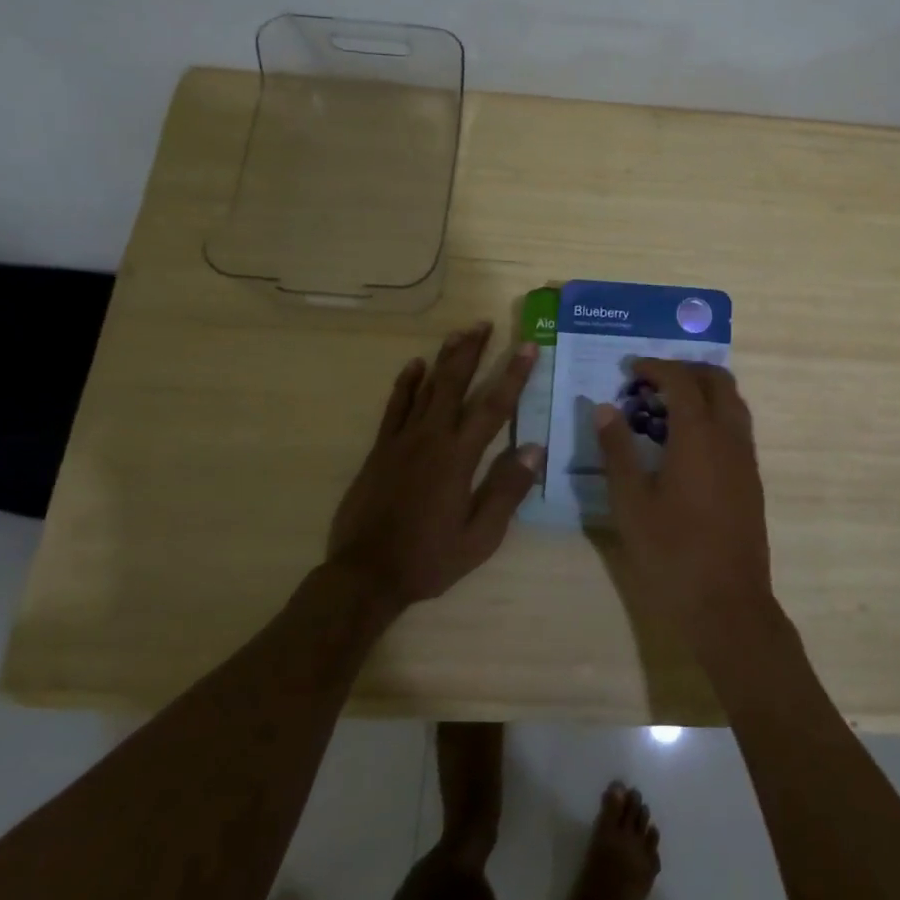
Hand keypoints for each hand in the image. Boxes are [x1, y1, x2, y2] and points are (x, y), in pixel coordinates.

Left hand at [326, 323, 543, 609]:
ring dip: (444, 359)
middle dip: (473, 351)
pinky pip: (395, 407)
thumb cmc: (429, 558)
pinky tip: (415, 366)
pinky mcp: (380, 449)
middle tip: (485, 324)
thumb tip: (534, 448)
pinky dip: (405, 384)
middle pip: (455, 384)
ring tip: (459, 333)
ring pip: (426, 388)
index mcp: (459, 458)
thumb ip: (506, 491)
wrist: (365, 574)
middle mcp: (431, 439)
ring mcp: (402, 441)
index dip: (513, 375)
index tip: (527, 346)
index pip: (493, 407)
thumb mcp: (480, 537)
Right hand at [594, 359, 775, 643]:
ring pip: (733, 403)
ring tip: (666, 407)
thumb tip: (604, 408)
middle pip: (717, 380)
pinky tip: (686, 442)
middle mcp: (729, 437)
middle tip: (651, 381)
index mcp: (699, 436)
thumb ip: (617, 450)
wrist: (728, 605)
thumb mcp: (631, 503)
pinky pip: (737, 427)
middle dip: (685, 370)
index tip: (631, 369)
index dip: (656, 367)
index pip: (681, 380)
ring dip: (703, 391)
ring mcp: (745, 459)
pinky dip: (714, 415)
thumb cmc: (672, 554)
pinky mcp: (751, 480)